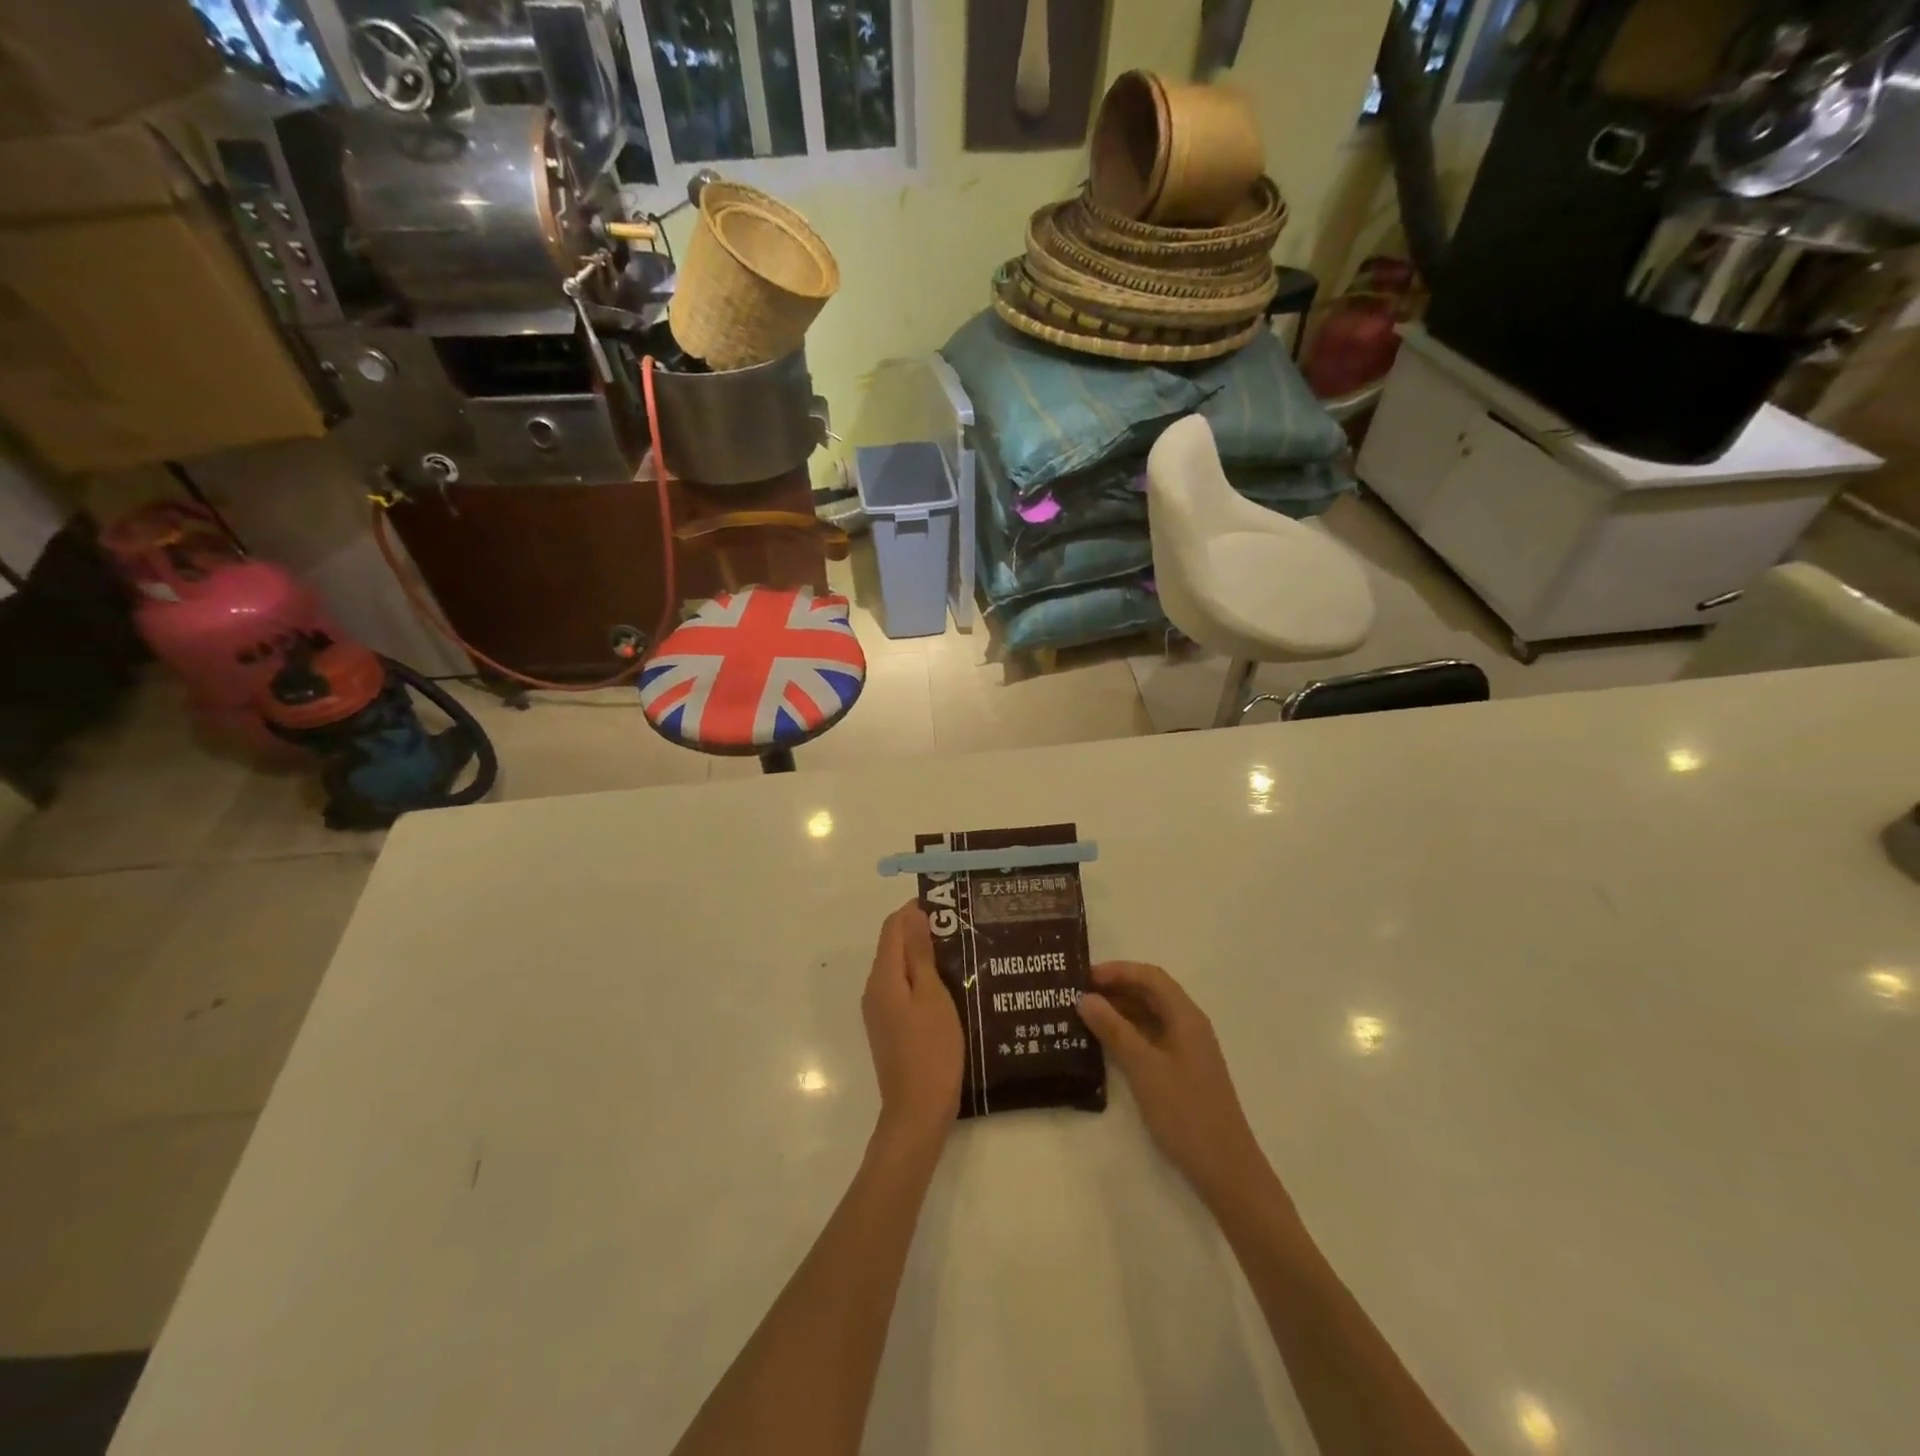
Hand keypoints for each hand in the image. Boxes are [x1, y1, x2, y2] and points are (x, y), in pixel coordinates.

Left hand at [862, 901, 963, 1147]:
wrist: (917, 1113)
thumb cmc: (931, 1051)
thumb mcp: (932, 996)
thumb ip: (920, 955)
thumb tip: (912, 914)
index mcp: (883, 977)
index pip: (893, 927)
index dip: (916, 910)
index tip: (949, 906)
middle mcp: (874, 990)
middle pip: (894, 947)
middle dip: (923, 931)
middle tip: (962, 928)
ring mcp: (880, 1011)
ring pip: (900, 969)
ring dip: (925, 956)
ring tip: (962, 952)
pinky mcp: (890, 1028)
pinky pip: (903, 990)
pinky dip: (922, 979)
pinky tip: (950, 985)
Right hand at [1080, 961, 1269, 1208]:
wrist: (1225, 1169)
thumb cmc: (1186, 1113)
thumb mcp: (1144, 1068)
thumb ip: (1114, 1030)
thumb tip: (1085, 998)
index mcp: (1186, 1017)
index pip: (1150, 976)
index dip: (1117, 970)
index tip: (1083, 976)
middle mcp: (1188, 1025)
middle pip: (1150, 992)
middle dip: (1115, 987)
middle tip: (1076, 993)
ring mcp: (1185, 1049)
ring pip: (1149, 1015)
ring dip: (1119, 1010)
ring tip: (1082, 1014)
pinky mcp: (1180, 1070)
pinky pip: (1150, 1037)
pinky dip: (1126, 1032)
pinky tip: (1103, 1043)